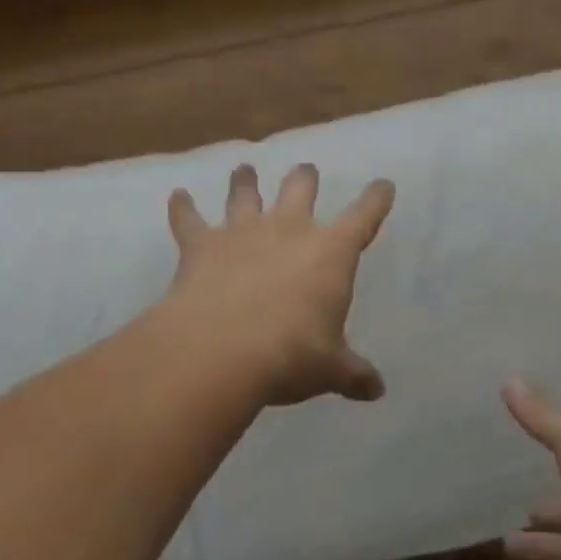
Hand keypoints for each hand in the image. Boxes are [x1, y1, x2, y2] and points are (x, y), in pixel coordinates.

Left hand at [164, 163, 394, 405]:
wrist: (220, 350)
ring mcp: (242, 231)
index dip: (376, 199)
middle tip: (306, 170)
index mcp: (330, 252)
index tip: (383, 185)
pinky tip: (177, 196)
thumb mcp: (330, 369)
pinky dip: (182, 207)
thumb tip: (377, 390)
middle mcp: (288, 229)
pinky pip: (189, 219)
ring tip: (244, 169)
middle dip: (306, 177)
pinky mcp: (202, 245)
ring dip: (245, 181)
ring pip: (245, 193)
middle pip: (300, 188)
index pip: (363, 216)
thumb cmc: (290, 354)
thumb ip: (353, 374)